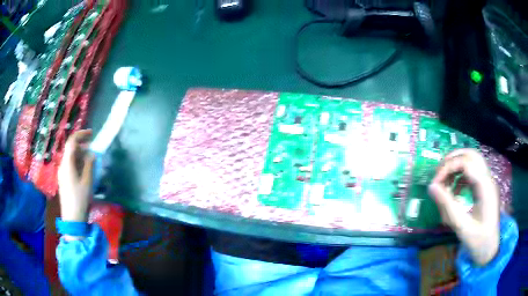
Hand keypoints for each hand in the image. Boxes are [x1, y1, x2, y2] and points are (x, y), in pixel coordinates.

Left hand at [58, 130, 94, 222]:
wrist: (72, 218)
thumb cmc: (80, 199)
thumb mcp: (87, 181)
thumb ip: (89, 165)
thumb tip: (91, 154)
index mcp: (67, 164)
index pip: (71, 142)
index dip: (81, 134)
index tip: (91, 134)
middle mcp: (62, 165)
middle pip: (70, 149)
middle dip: (81, 145)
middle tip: (92, 147)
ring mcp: (62, 173)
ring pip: (70, 157)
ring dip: (80, 154)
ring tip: (90, 159)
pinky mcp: (63, 180)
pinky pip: (69, 165)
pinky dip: (77, 162)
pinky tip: (84, 170)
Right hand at [428, 149, 499, 265]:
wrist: (490, 249)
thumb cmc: (478, 241)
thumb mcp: (461, 226)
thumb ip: (447, 206)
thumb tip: (431, 187)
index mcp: (485, 187)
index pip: (466, 162)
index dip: (448, 167)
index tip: (435, 184)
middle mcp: (488, 179)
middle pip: (471, 155)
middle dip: (452, 160)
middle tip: (439, 174)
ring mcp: (487, 182)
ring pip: (472, 161)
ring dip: (456, 166)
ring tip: (445, 181)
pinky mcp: (485, 187)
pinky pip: (472, 172)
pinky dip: (461, 175)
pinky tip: (454, 190)